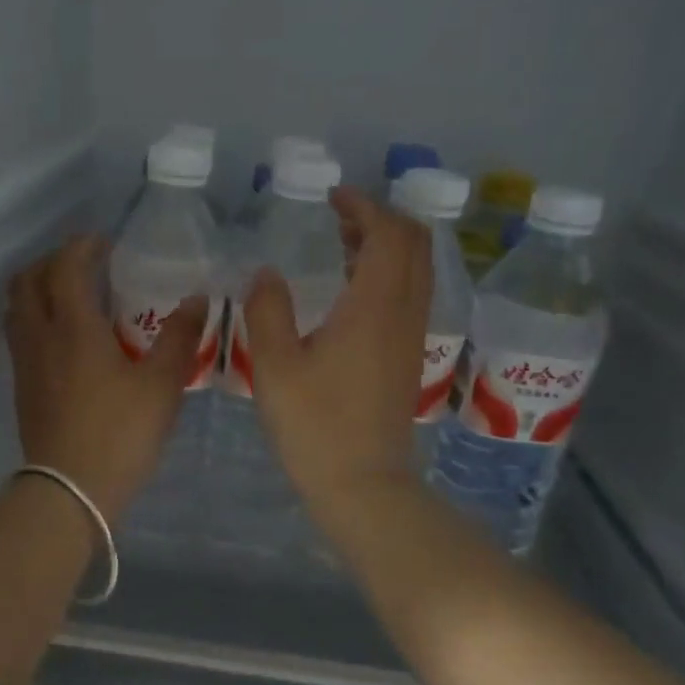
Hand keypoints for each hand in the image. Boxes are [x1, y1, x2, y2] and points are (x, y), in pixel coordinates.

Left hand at [6, 235, 207, 519]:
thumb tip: (196, 300)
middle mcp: (40, 336)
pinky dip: (37, 318)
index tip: (106, 245)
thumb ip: (180, 338)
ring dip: (39, 289)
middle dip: (54, 262)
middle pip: (28, 280)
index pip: (66, 266)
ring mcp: (25, 363)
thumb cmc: (120, 433)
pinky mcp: (22, 387)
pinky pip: (21, 335)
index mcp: (73, 327)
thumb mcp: (162, 386)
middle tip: (86, 266)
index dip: (83, 247)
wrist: (70, 491)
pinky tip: (67, 339)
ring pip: (18, 308)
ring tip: (73, 297)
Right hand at [240, 188, 432, 508]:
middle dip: (381, 220)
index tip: (332, 199)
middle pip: (415, 243)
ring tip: (343, 248)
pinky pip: (412, 295)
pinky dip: (390, 275)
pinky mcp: (410, 358)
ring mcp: (413, 336)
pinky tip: (353, 294)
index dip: (364, 206)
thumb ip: (267, 311)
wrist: (364, 485)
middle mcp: (405, 312)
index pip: (388, 232)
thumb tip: (267, 273)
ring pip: (417, 269)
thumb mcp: (274, 366)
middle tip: (338, 219)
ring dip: (387, 247)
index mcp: (375, 305)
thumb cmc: (315, 426)